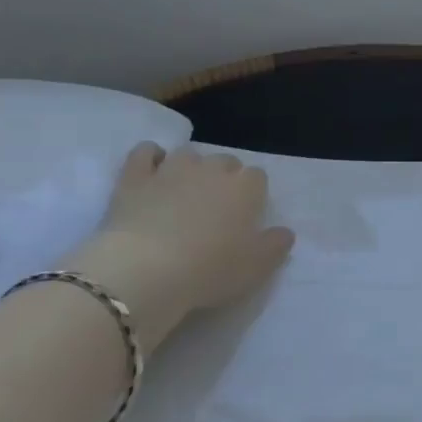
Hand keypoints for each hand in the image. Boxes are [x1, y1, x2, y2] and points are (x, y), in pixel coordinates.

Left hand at [67, 144, 294, 350]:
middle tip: (216, 209)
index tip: (246, 216)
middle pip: (225, 161)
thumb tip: (285, 232)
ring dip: (191, 168)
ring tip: (185, 193)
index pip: (257, 177)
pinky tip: (152, 172)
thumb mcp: (256, 268)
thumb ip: (276, 246)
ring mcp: (171, 168)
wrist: (147, 269)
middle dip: (224, 178)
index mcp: (244, 188)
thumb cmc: (209, 270)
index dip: (253, 194)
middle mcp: (210, 169)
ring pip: (188, 154)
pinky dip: (151, 157)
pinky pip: (146, 151)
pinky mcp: (136, 176)